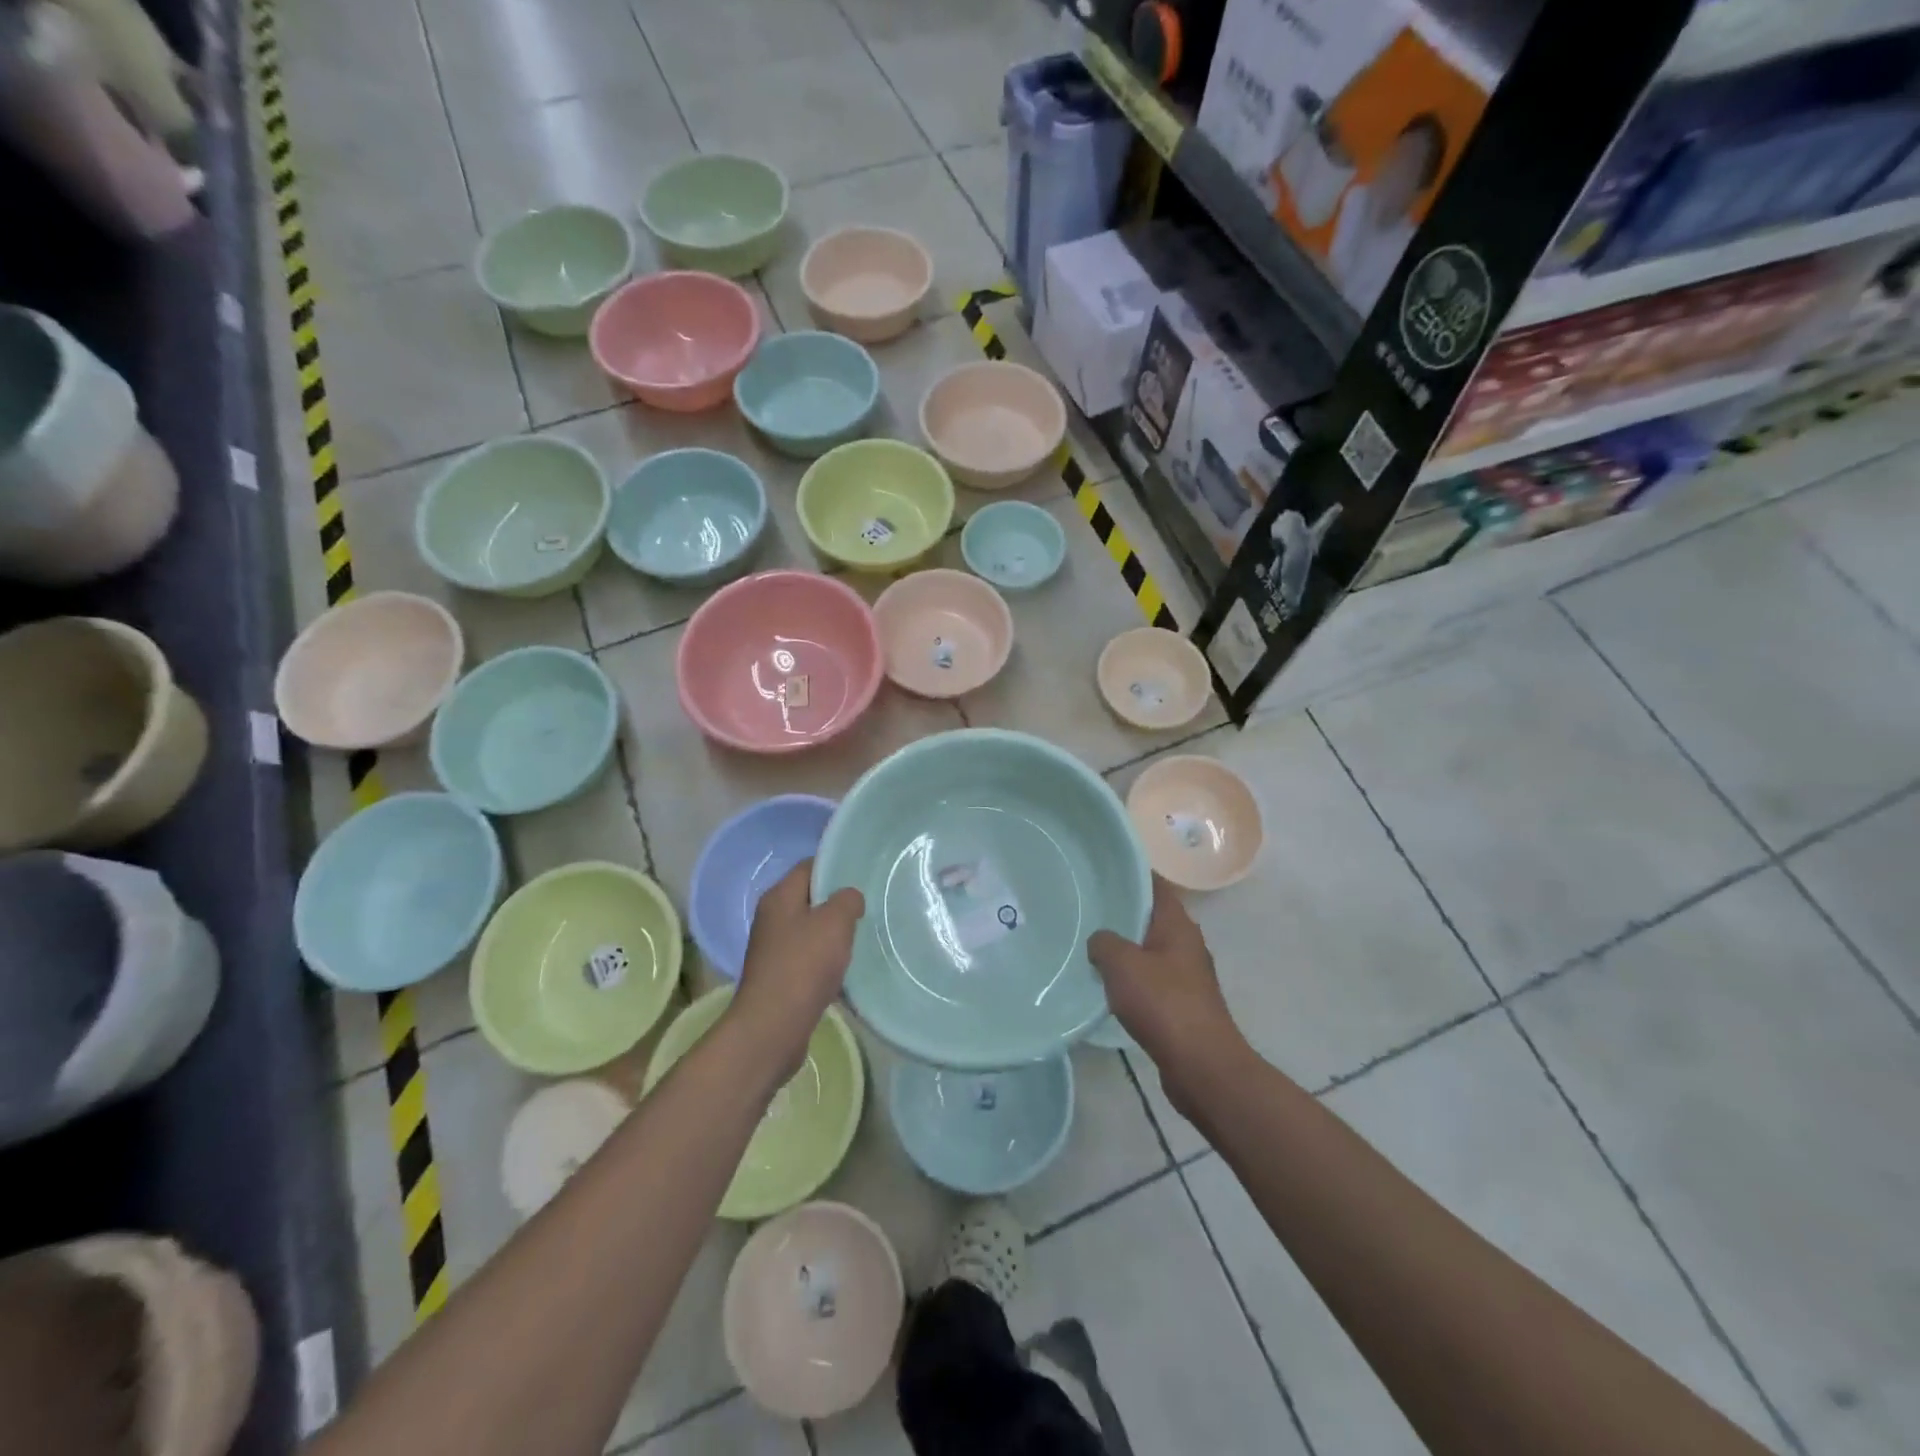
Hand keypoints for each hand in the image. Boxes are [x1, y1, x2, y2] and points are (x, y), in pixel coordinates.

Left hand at [727, 861, 864, 1080]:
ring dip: (833, 934)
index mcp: (780, 897)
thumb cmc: (803, 965)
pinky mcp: (779, 976)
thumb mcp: (835, 922)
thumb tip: (850, 898)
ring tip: (861, 937)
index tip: (863, 873)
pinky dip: (826, 961)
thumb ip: (847, 900)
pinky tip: (846, 969)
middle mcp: (772, 918)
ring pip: (810, 930)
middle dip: (838, 902)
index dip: (836, 866)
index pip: (809, 866)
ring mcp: (773, 949)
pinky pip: (808, 958)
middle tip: (868, 906)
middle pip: (810, 898)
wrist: (773, 1027)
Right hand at [1088, 877, 1243, 1116]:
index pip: (1155, 885)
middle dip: (1122, 912)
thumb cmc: (1164, 1004)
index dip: (1130, 873)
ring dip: (1125, 949)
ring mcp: (1187, 975)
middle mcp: (1187, 943)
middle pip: (1151, 917)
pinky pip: (1151, 980)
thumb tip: (1100, 941)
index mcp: (1178, 924)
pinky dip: (1131, 979)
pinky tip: (1107, 986)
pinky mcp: (1182, 1004)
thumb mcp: (1122, 964)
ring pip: (1149, 950)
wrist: (1202, 1066)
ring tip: (1090, 946)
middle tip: (1086, 908)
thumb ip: (1104, 942)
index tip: (1101, 870)